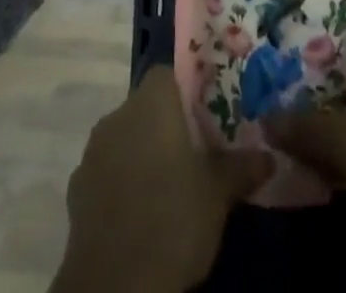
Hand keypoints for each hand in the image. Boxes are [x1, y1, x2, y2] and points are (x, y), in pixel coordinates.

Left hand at [52, 63, 273, 292]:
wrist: (114, 286)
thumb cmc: (173, 218)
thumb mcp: (219, 193)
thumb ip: (241, 167)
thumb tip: (269, 156)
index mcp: (152, 101)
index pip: (169, 74)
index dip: (188, 91)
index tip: (206, 116)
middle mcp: (118, 115)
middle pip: (146, 107)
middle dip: (166, 127)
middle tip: (194, 154)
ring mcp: (92, 153)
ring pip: (124, 140)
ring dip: (142, 156)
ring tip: (169, 187)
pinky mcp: (76, 192)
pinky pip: (106, 174)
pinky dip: (122, 185)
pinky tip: (141, 214)